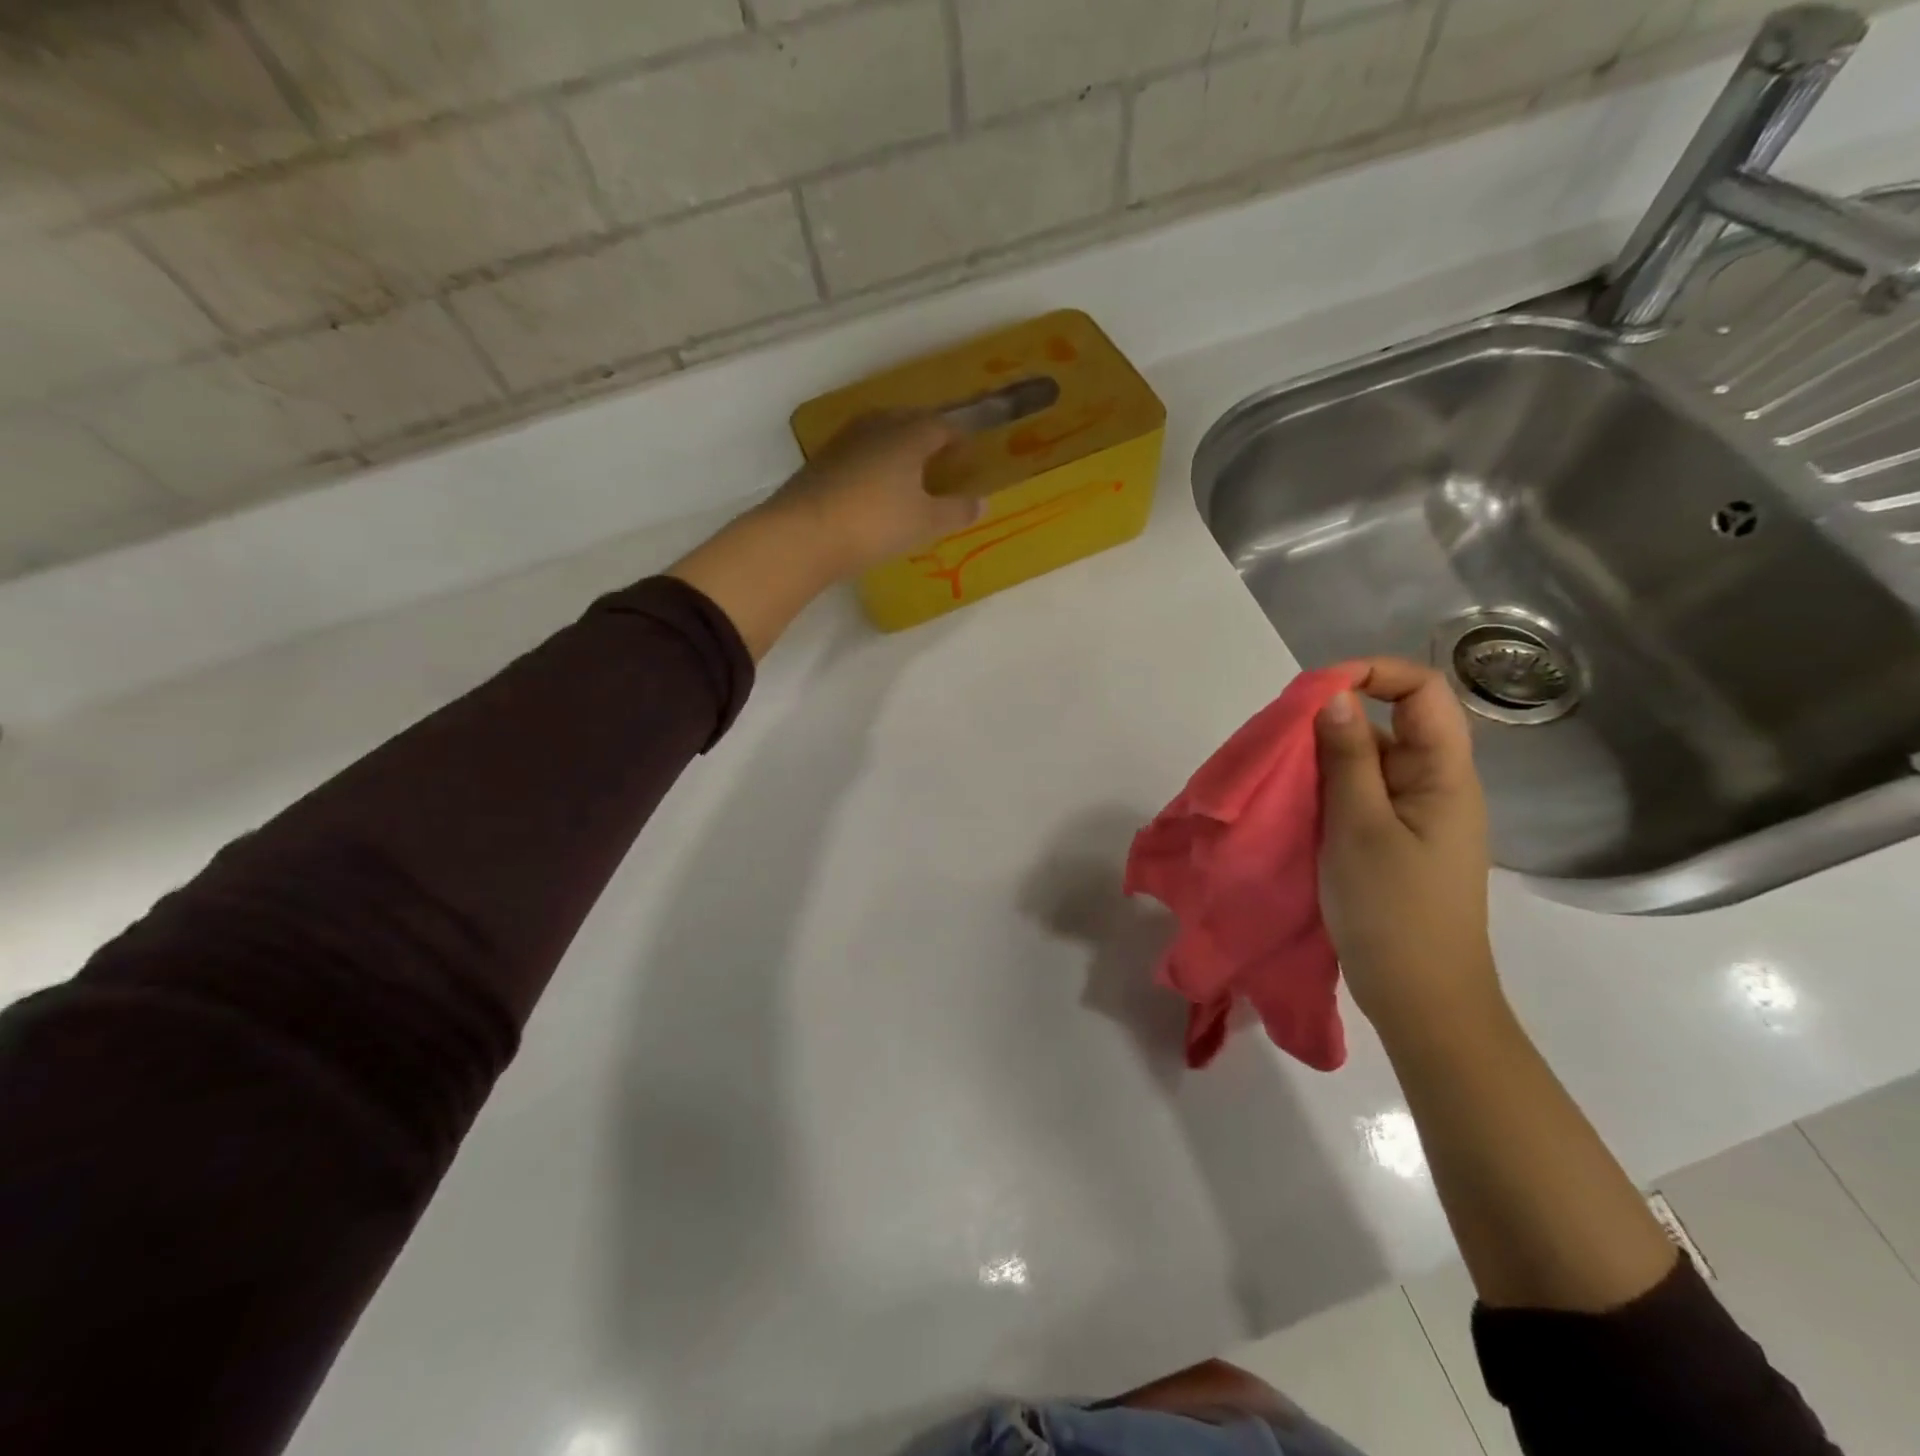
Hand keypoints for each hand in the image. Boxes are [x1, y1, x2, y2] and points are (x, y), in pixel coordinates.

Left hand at [760, 413, 981, 579]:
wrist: (804, 534)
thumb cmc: (876, 523)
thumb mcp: (925, 523)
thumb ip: (956, 511)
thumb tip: (983, 502)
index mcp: (908, 435)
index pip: (940, 426)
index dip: (957, 439)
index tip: (967, 456)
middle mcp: (876, 427)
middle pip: (908, 420)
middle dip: (926, 435)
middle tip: (939, 459)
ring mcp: (844, 441)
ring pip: (879, 433)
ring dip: (896, 446)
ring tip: (907, 471)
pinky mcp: (820, 461)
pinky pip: (857, 452)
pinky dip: (872, 462)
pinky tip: (872, 485)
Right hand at [1314, 658, 1498, 1031]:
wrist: (1421, 998)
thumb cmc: (1393, 911)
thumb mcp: (1360, 827)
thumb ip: (1347, 758)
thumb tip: (1335, 695)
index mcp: (1445, 774)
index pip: (1422, 691)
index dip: (1373, 673)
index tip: (1314, 691)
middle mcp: (1436, 785)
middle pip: (1393, 722)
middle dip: (1336, 718)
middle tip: (1281, 738)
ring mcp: (1415, 815)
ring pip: (1370, 760)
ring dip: (1325, 756)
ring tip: (1278, 772)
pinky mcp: (1394, 840)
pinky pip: (1361, 794)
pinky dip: (1327, 788)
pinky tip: (1294, 802)